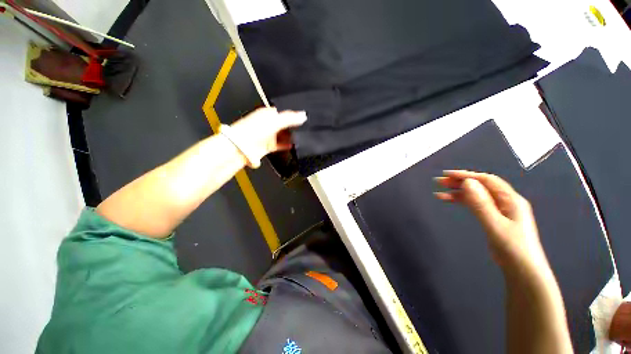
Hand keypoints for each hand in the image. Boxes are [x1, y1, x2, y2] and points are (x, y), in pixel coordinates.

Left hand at [229, 107, 306, 163]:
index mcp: (267, 114)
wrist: (241, 148)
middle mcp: (268, 124)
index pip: (284, 112)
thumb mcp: (274, 121)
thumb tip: (304, 115)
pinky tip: (294, 145)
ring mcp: (268, 135)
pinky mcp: (268, 146)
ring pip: (283, 135)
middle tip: (305, 128)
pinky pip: (281, 145)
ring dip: (291, 136)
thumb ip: (290, 118)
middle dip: (294, 126)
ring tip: (302, 137)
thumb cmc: (253, 131)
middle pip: (284, 124)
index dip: (294, 115)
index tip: (304, 118)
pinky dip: (287, 145)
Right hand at [434, 170, 549, 273]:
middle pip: (479, 186)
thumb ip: (481, 203)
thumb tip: (468, 182)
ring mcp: (498, 210)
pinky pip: (475, 205)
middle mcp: (504, 201)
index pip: (486, 180)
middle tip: (439, 182)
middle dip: (459, 182)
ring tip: (439, 193)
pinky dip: (462, 201)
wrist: (522, 270)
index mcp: (510, 199)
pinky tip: (451, 201)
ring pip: (475, 195)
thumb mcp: (495, 224)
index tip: (447, 175)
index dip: (466, 175)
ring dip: (458, 192)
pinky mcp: (492, 218)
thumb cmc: (513, 247)